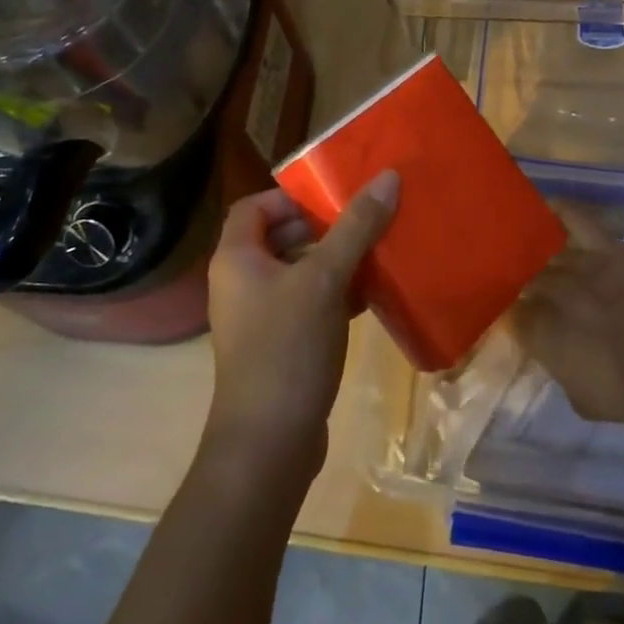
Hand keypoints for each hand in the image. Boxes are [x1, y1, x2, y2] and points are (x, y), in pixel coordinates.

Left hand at [205, 172, 397, 469]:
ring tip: (374, 253)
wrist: (268, 446)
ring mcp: (258, 318)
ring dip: (333, 261)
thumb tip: (388, 176)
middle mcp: (240, 283)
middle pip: (278, 237)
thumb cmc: (287, 348)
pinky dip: (334, 295)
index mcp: (236, 259)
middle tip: (361, 223)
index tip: (330, 200)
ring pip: (297, 272)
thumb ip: (356, 226)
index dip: (289, 197)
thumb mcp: (325, 279)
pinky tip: (371, 296)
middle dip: (321, 228)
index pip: (254, 206)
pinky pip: (307, 305)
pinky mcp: (278, 347)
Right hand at [513, 207, 623, 423]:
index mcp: (536, 329)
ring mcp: (576, 262)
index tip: (522, 323)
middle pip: (527, 281)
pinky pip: (574, 217)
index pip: (510, 315)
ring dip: (544, 261)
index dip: (516, 318)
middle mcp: (548, 290)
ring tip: (542, 261)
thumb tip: (549, 349)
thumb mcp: (578, 395)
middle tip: (537, 297)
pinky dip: (559, 210)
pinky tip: (546, 208)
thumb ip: (555, 364)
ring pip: (546, 253)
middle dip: (528, 289)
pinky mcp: (604, 246)